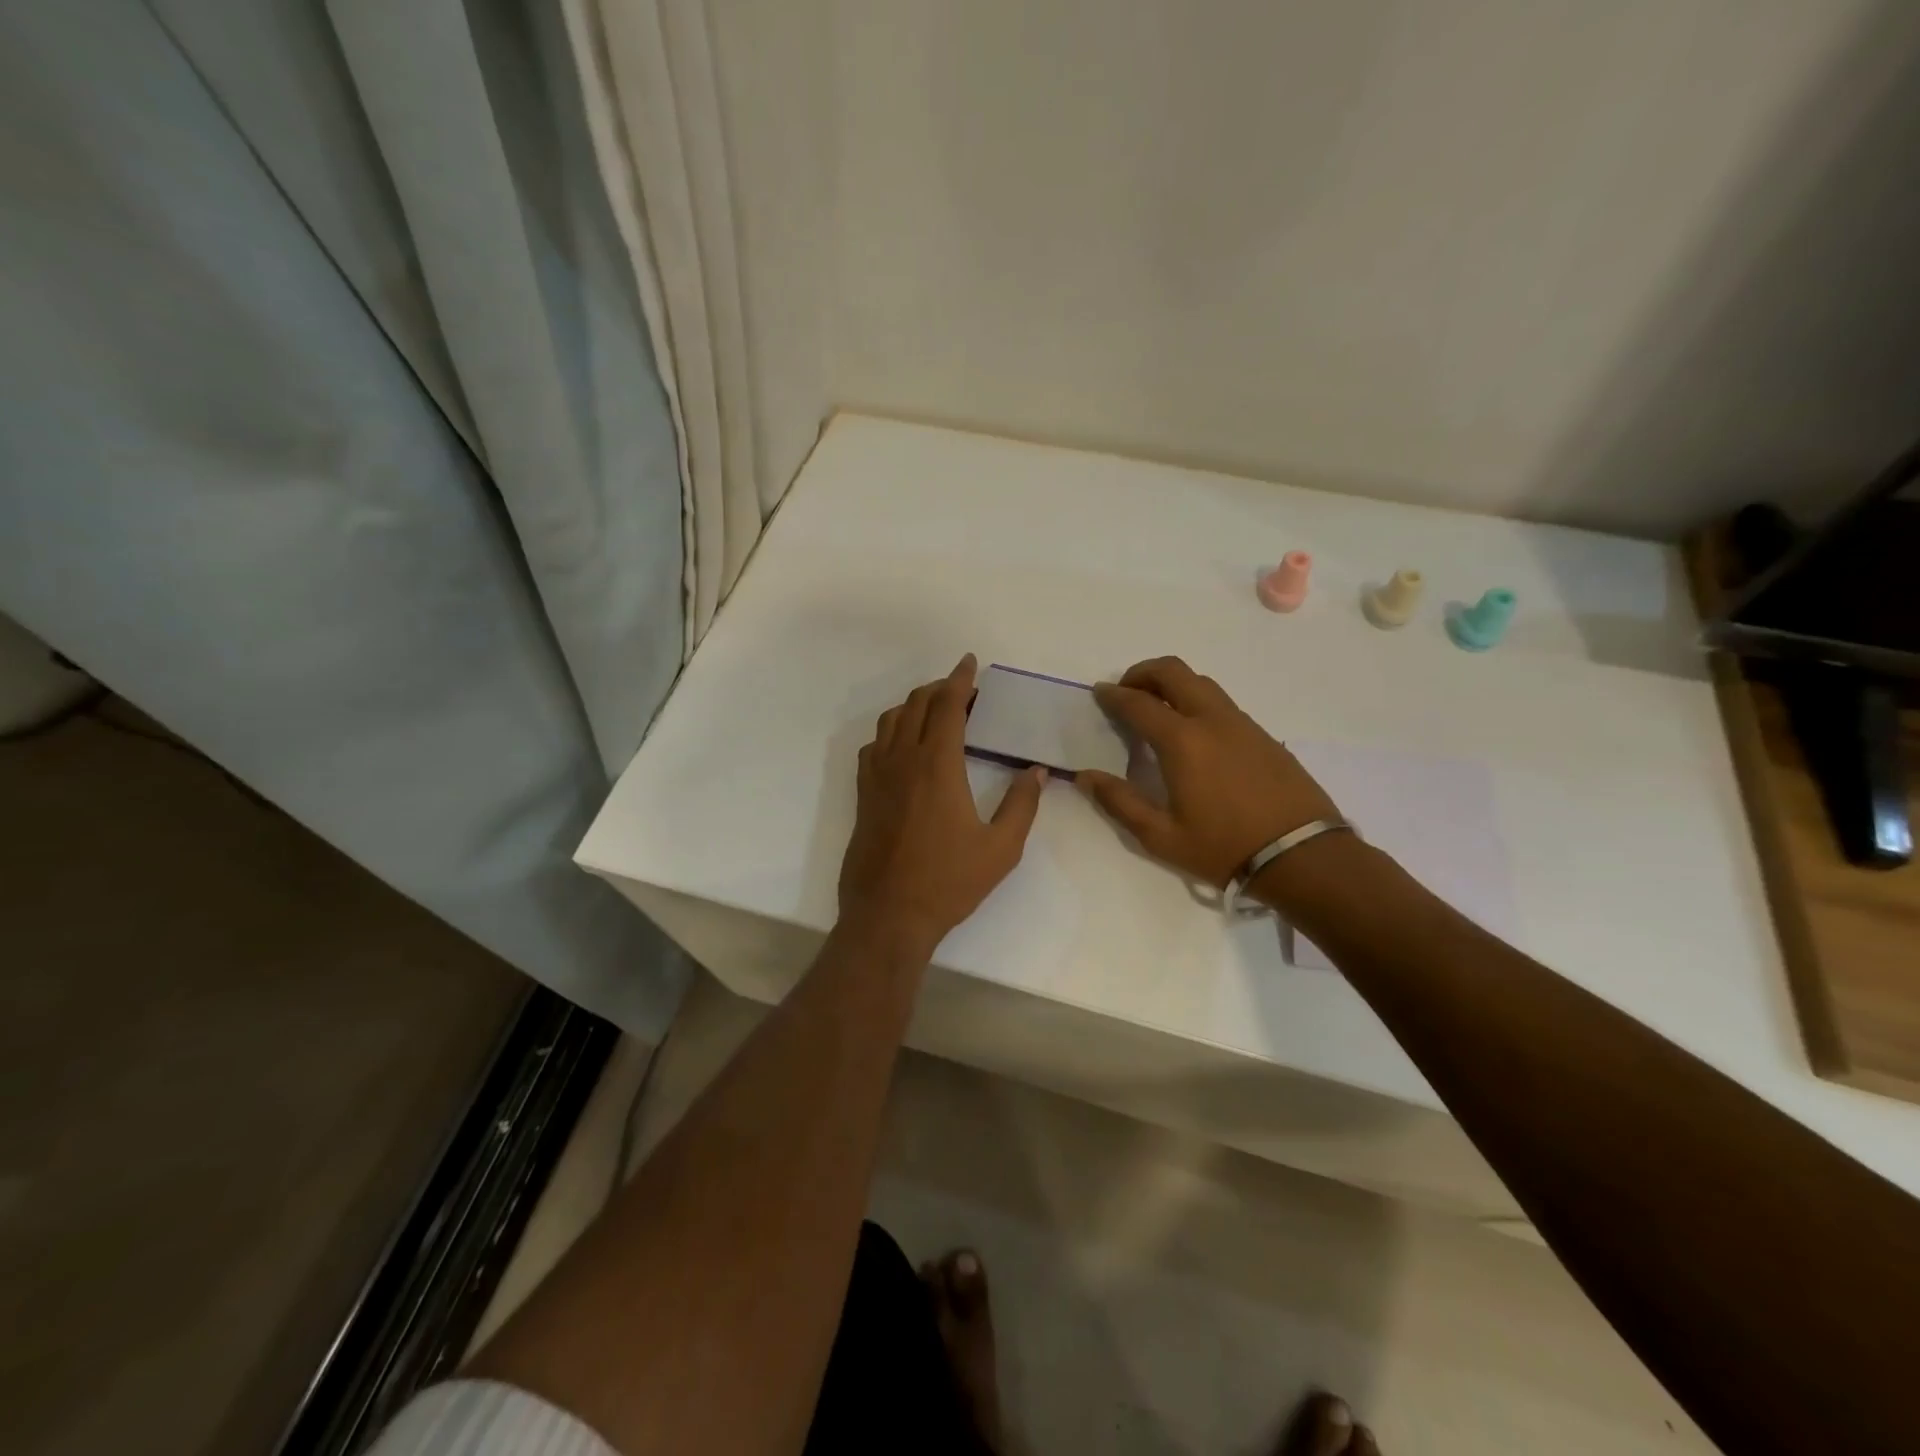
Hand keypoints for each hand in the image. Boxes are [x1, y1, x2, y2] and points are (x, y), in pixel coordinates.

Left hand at [839, 655, 1046, 952]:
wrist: (888, 914)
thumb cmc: (948, 882)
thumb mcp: (1001, 848)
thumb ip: (1021, 804)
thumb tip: (1035, 771)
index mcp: (937, 766)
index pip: (946, 706)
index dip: (959, 680)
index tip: (969, 663)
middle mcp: (902, 760)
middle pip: (916, 705)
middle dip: (939, 688)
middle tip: (963, 691)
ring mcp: (877, 776)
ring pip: (890, 720)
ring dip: (913, 705)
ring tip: (935, 712)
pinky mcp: (863, 794)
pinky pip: (874, 746)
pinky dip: (891, 731)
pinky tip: (904, 746)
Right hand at [1077, 656, 1340, 889]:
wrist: (1302, 856)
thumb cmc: (1224, 848)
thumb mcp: (1161, 836)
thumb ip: (1119, 802)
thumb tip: (1084, 776)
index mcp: (1182, 741)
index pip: (1138, 703)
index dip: (1113, 695)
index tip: (1099, 693)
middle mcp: (1212, 720)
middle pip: (1173, 672)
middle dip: (1143, 673)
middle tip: (1126, 691)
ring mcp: (1242, 724)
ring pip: (1201, 683)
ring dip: (1172, 684)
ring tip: (1157, 708)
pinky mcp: (1263, 735)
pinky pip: (1221, 703)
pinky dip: (1196, 701)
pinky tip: (1193, 732)